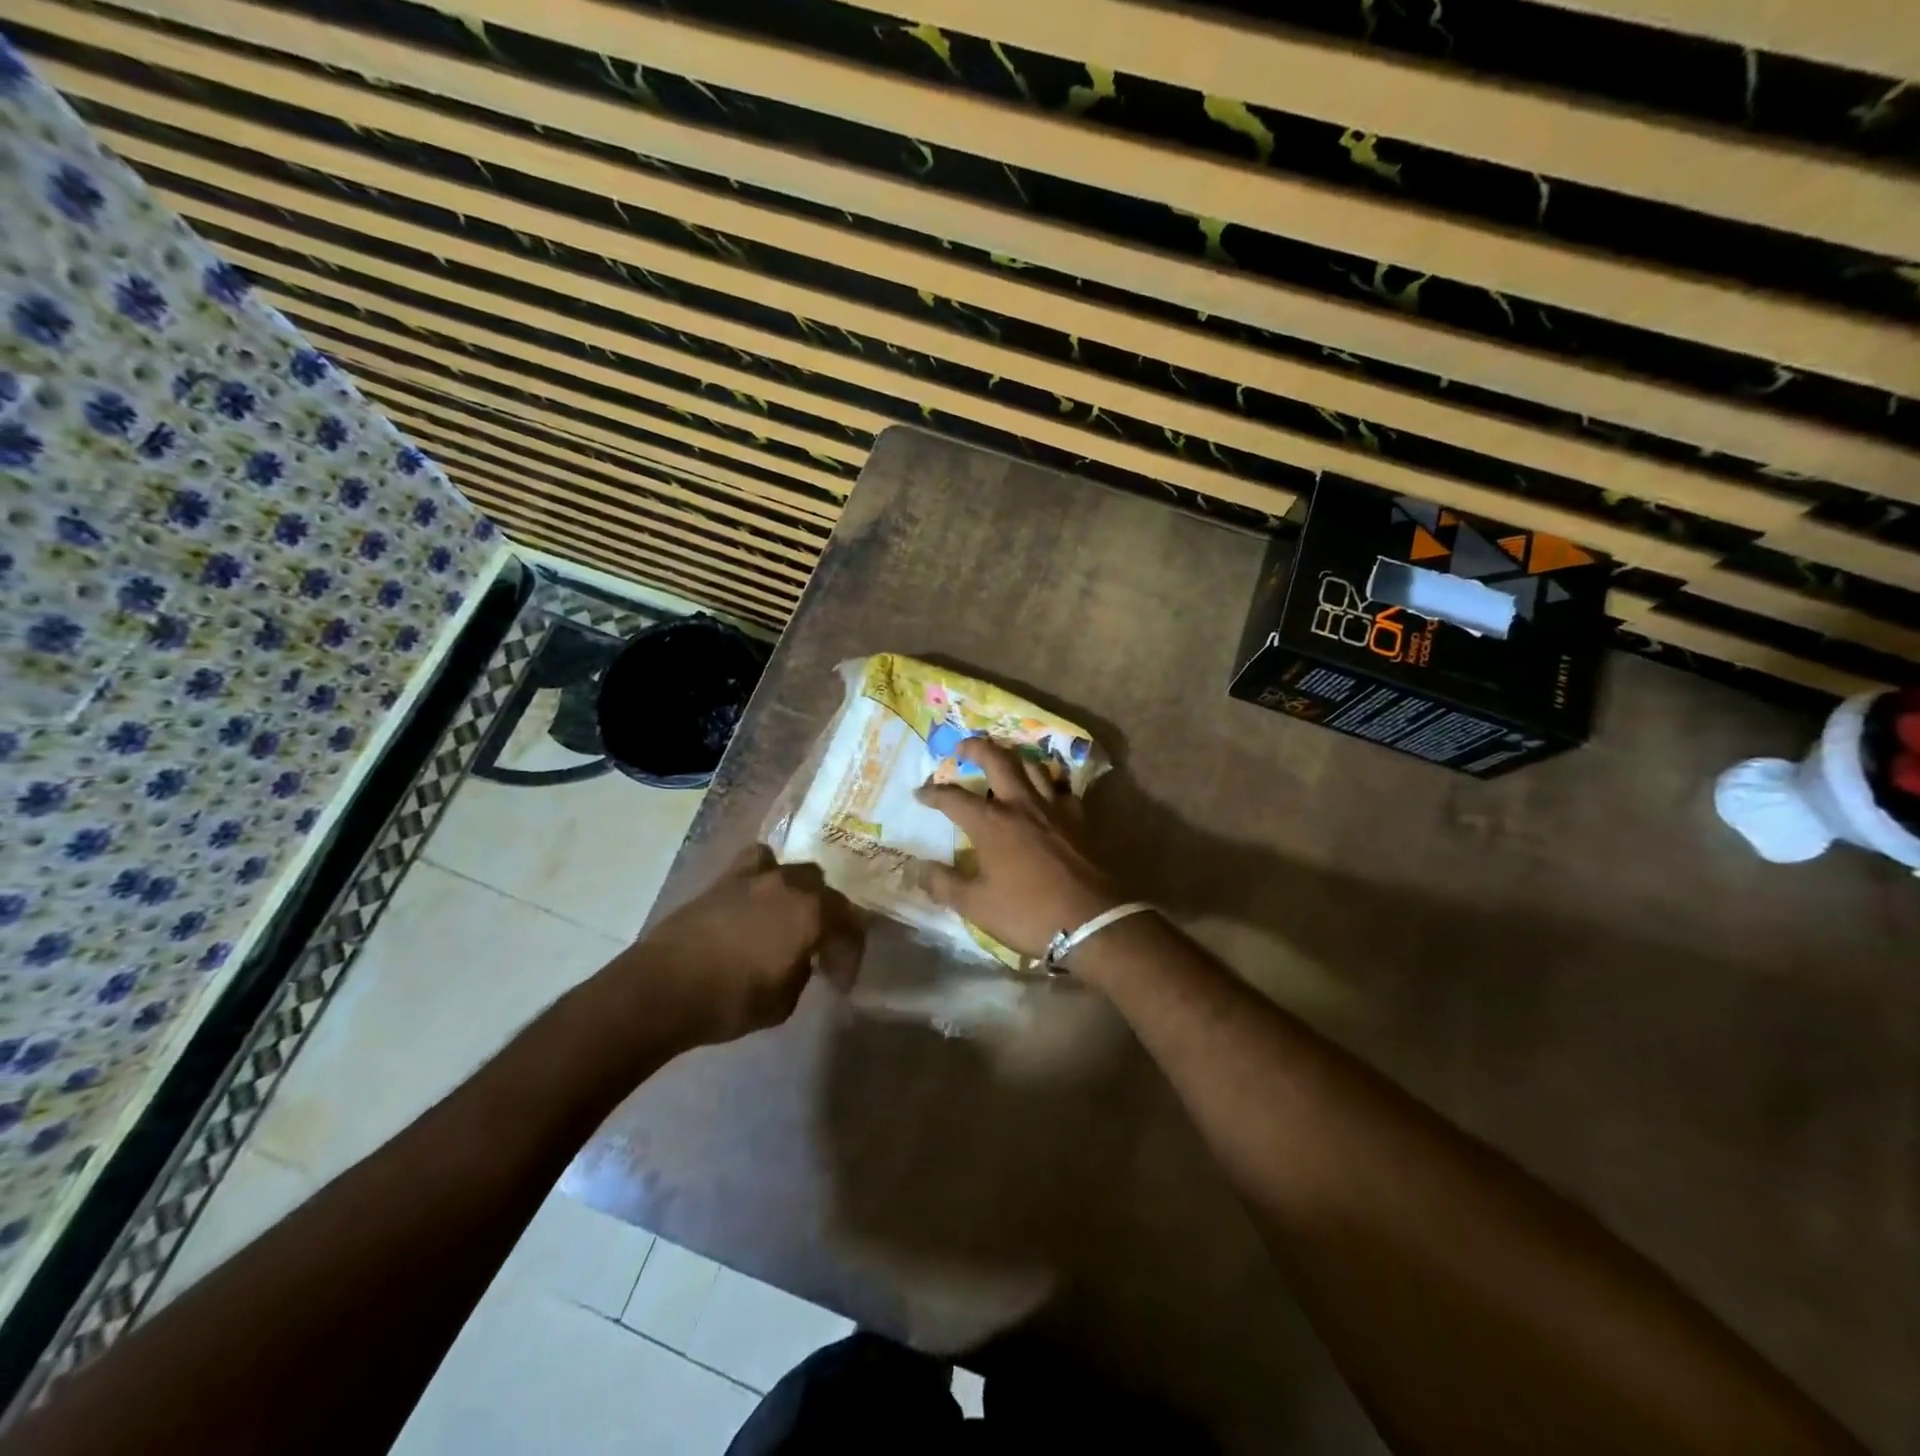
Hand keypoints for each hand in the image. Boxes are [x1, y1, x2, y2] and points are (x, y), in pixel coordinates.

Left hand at [625, 846, 863, 1047]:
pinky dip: (764, 876)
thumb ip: (802, 973)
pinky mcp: (723, 879)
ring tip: (791, 914)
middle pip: (824, 890)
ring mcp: (754, 877)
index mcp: (811, 914)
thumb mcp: (783, 1003)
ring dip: (800, 891)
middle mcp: (789, 885)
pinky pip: (756, 863)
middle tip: (820, 946)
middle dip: (828, 916)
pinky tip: (758, 899)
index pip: (848, 926)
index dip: (849, 954)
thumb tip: (801, 960)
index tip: (840, 981)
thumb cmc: (730, 1001)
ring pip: (792, 870)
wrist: (663, 988)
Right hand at [913, 737, 1121, 959]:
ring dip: (1013, 758)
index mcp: (991, 824)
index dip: (933, 793)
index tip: (920, 792)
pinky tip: (1046, 791)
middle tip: (962, 747)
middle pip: (997, 760)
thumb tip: (919, 869)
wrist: (1093, 920)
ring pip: (1032, 766)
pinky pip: (1062, 787)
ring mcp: (1054, 807)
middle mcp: (1021, 804)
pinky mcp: (1080, 817)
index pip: (953, 798)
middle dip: (976, 747)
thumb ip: (945, 885)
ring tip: (1004, 761)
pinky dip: (1049, 782)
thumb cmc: (1029, 914)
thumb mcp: (976, 906)